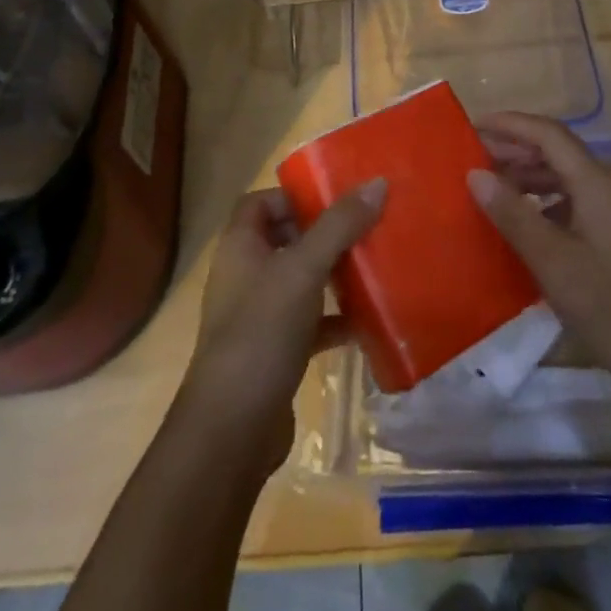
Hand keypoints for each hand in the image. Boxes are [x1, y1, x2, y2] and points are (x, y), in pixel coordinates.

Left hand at [177, 180, 385, 471]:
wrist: (233, 428)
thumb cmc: (262, 331)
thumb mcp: (304, 269)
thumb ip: (339, 226)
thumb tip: (377, 182)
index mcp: (240, 246)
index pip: (261, 202)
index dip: (293, 196)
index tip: (335, 199)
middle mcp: (245, 274)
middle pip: (285, 239)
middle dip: (323, 233)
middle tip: (365, 228)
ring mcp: (258, 315)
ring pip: (300, 281)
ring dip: (332, 274)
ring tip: (373, 266)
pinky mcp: (274, 351)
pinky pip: (309, 322)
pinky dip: (334, 319)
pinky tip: (367, 322)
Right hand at [468, 112, 610, 405]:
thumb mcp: (554, 262)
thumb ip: (513, 214)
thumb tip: (476, 174)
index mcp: (597, 183)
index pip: (548, 134)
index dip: (509, 125)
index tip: (471, 127)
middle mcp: (609, 188)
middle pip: (556, 153)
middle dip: (513, 151)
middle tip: (470, 160)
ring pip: (564, 180)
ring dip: (526, 179)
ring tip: (488, 191)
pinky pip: (573, 204)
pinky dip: (542, 205)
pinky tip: (521, 226)